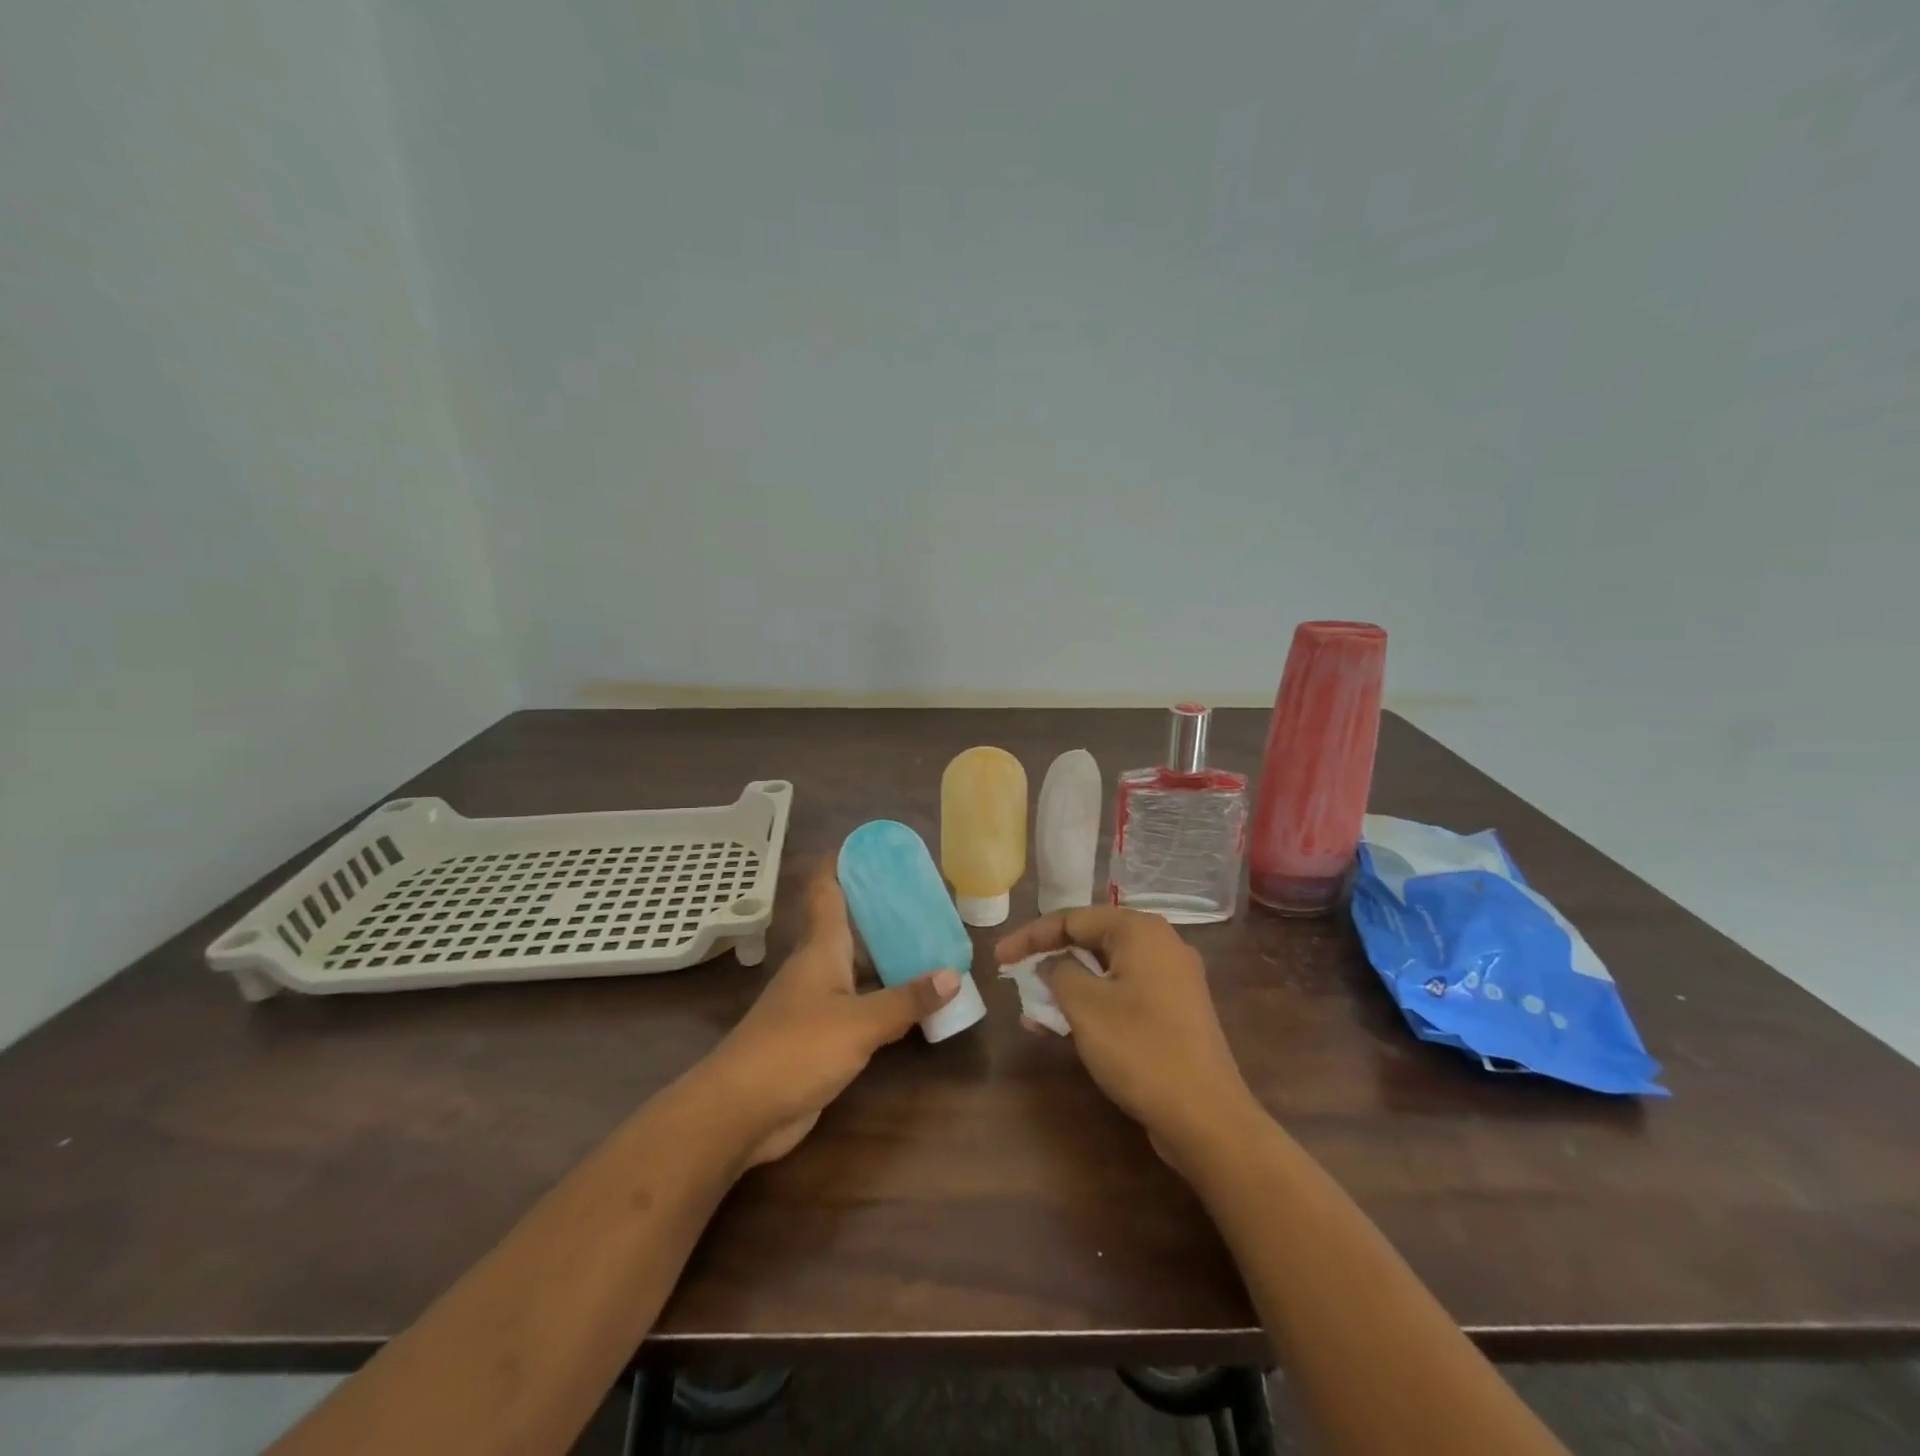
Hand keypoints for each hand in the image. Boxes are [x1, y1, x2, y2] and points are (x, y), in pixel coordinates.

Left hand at [699, 864, 959, 1166]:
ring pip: (858, 966)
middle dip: (883, 908)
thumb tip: (952, 974)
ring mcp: (817, 1002)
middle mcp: (818, 967)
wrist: (741, 1111)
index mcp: (821, 948)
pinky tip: (914, 1000)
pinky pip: (861, 1003)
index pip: (828, 890)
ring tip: (932, 942)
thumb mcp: (858, 1023)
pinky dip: (886, 995)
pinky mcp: (821, 1035)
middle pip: (851, 925)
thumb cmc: (796, 1050)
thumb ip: (905, 999)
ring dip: (889, 954)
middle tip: (927, 897)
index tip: (873, 844)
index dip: (844, 862)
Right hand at [995, 907, 1255, 1169]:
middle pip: (1090, 940)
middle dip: (1048, 961)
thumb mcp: (1085, 1006)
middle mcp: (1160, 945)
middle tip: (1014, 979)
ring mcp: (1171, 980)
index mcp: (1140, 931)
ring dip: (1066, 988)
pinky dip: (1091, 1005)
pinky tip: (1063, 1029)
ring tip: (1032, 1013)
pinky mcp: (1174, 1012)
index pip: (1072, 918)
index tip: (999, 958)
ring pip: (1105, 971)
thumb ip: (1058, 972)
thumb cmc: (1140, 1049)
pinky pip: (1122, 994)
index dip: (1030, 936)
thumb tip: (1051, 964)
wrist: (1206, 1117)